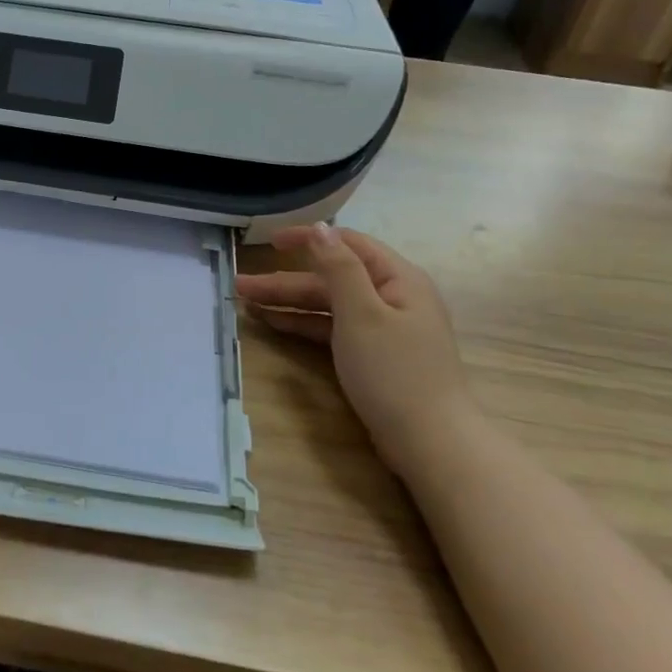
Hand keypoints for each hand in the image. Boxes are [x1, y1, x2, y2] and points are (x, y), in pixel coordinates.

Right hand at [235, 224, 474, 475]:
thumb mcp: (362, 314)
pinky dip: (304, 324)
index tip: (269, 241)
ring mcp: (383, 328)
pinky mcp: (373, 355)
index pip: (347, 243)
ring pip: (328, 305)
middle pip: (332, 278)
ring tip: (246, 303)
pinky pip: (332, 328)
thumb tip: (320, 227)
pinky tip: (274, 323)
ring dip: (289, 302)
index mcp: (398, 279)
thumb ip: (338, 268)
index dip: (308, 238)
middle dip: (286, 280)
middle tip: (242, 285)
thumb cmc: (395, 372)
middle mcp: (392, 297)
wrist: (430, 444)